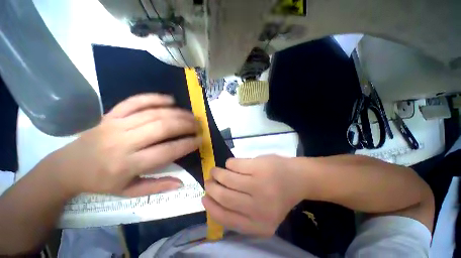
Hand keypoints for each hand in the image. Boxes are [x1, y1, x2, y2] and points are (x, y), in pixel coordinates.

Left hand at [46, 94, 200, 196]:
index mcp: (127, 165)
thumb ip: (157, 187)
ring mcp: (116, 124)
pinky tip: (170, 100)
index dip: (187, 144)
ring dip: (177, 113)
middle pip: (162, 128)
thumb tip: (182, 182)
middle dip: (186, 125)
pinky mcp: (111, 114)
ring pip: (153, 113)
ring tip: (191, 115)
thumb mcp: (128, 192)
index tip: (200, 140)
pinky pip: (136, 101)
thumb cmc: (101, 182)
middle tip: (198, 125)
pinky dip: (155, 98)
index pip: (166, 151)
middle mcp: (123, 142)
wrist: (69, 167)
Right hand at [202, 155, 305, 236]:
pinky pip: (234, 164)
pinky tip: (230, 164)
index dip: (211, 207)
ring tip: (215, 170)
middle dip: (212, 188)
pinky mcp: (259, 167)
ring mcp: (259, 184)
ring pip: (227, 178)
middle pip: (225, 196)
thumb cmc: (277, 195)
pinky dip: (229, 164)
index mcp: (259, 224)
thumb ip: (241, 213)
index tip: (204, 198)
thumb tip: (215, 200)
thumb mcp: (261, 214)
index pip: (226, 218)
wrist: (297, 178)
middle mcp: (258, 207)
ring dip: (217, 173)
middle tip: (208, 181)